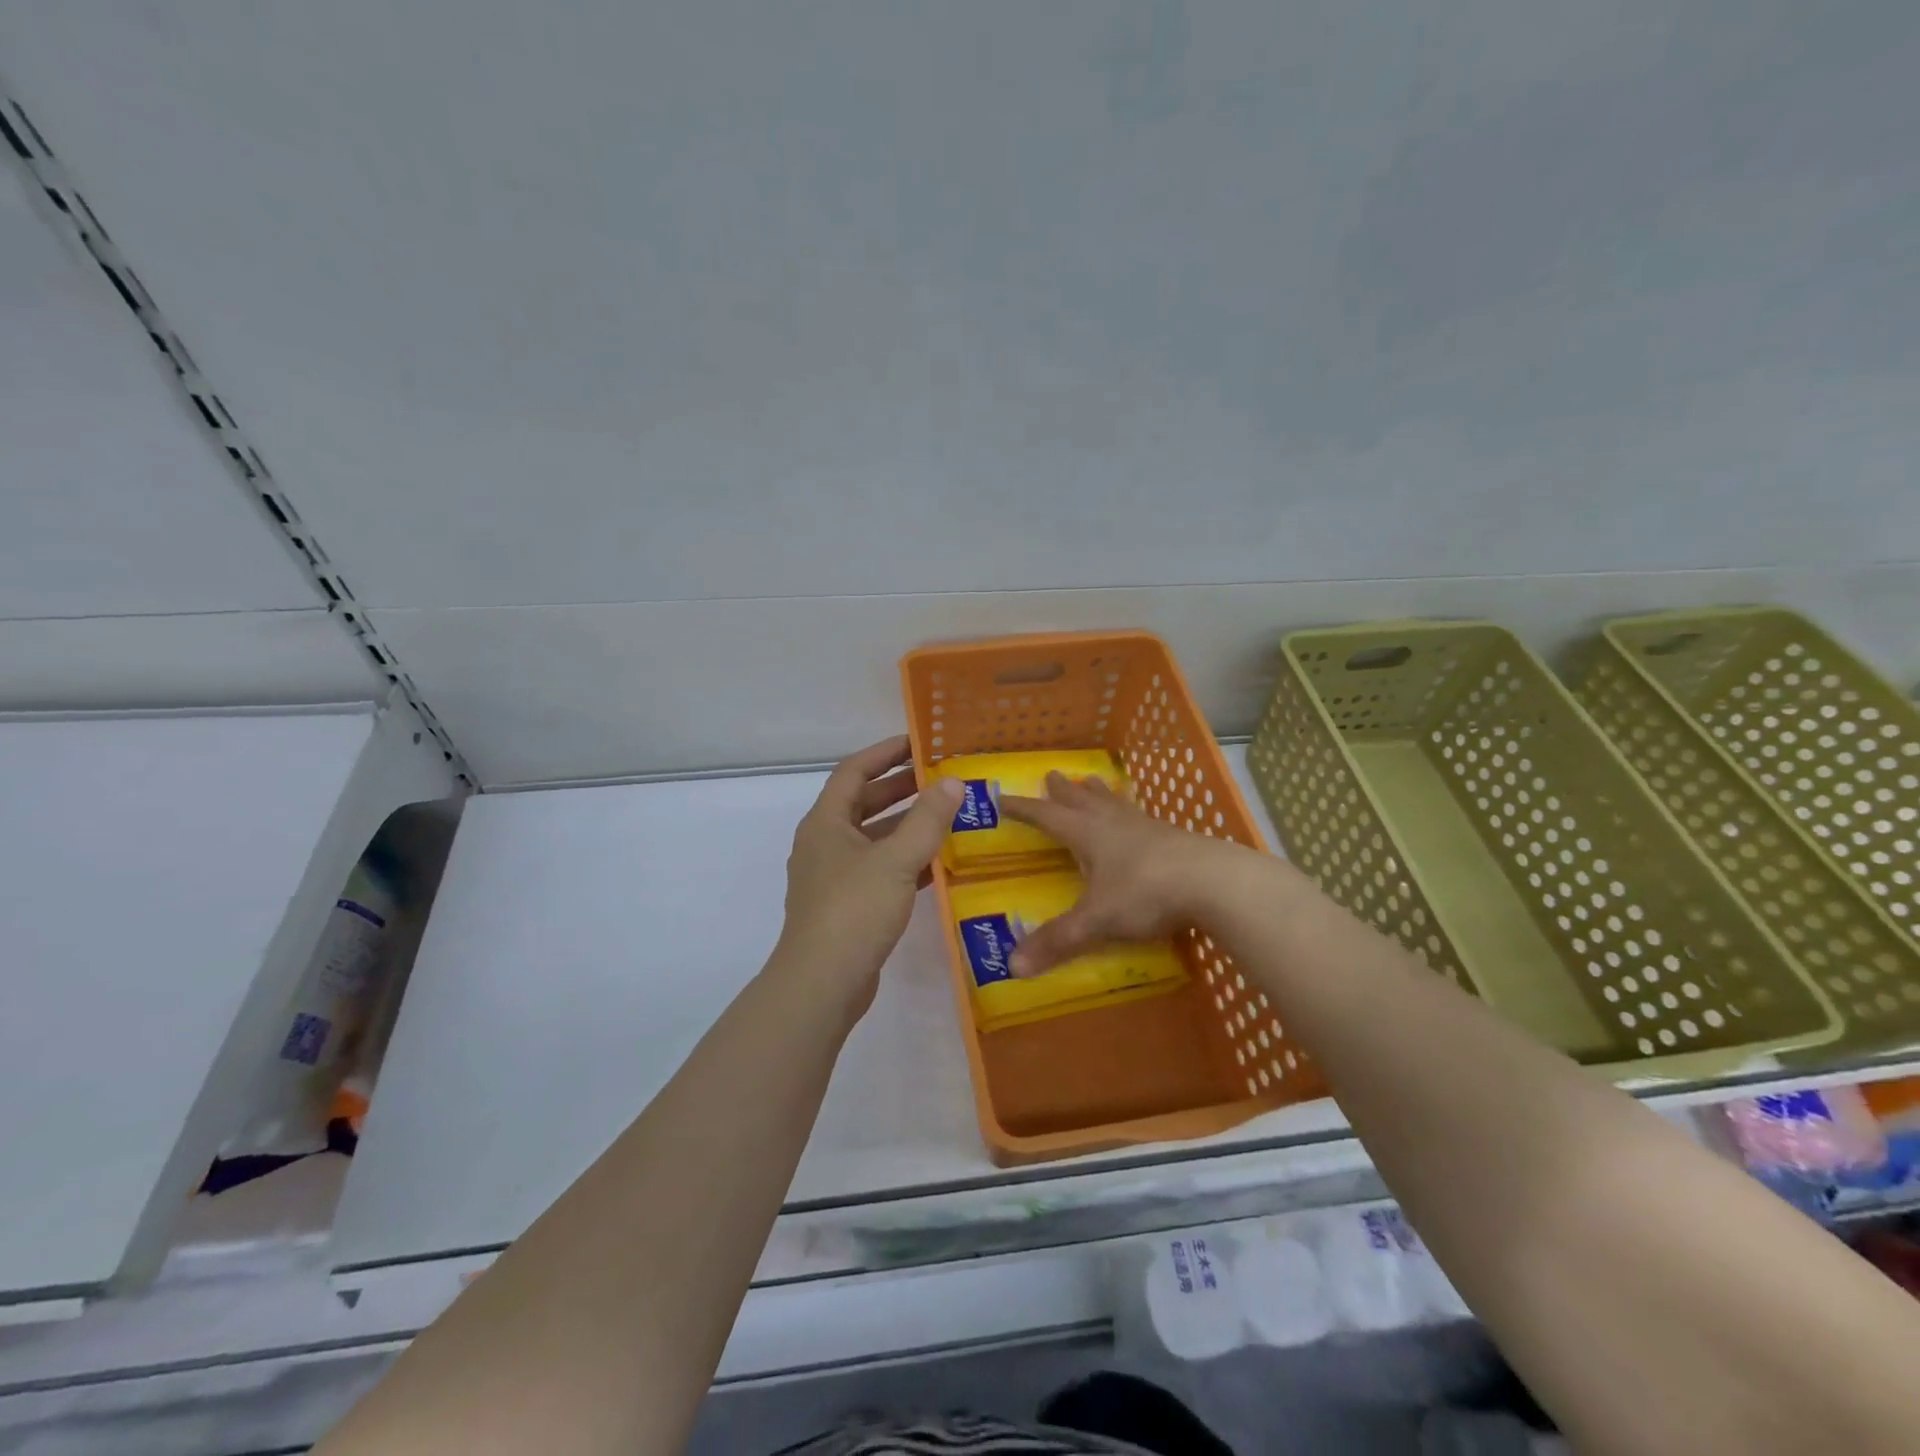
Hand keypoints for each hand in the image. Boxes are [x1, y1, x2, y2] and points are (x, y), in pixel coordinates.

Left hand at [776, 736, 962, 1016]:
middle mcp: (824, 844)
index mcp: (825, 823)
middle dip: (900, 788)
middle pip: (863, 804)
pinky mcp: (846, 906)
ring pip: (873, 839)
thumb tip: (953, 782)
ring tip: (946, 817)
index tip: (918, 743)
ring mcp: (833, 877)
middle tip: (940, 779)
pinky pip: (878, 870)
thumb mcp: (896, 860)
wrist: (822, 984)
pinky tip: (937, 865)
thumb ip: (927, 819)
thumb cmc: (854, 910)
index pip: (854, 771)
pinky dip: (905, 862)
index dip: (885, 753)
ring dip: (905, 826)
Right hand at [998, 771, 1234, 976]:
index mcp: (1089, 834)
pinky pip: (1142, 817)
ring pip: (1114, 803)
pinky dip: (1129, 812)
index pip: (1047, 816)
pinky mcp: (1174, 837)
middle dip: (1063, 791)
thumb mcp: (1097, 920)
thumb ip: (1058, 941)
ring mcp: (1147, 827)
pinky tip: (1138, 820)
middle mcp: (1114, 823)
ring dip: (1098, 793)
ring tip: (1091, 782)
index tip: (1003, 798)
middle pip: (1082, 800)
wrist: (1216, 882)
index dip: (1024, 809)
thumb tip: (1013, 966)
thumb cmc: (1147, 893)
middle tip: (1052, 776)